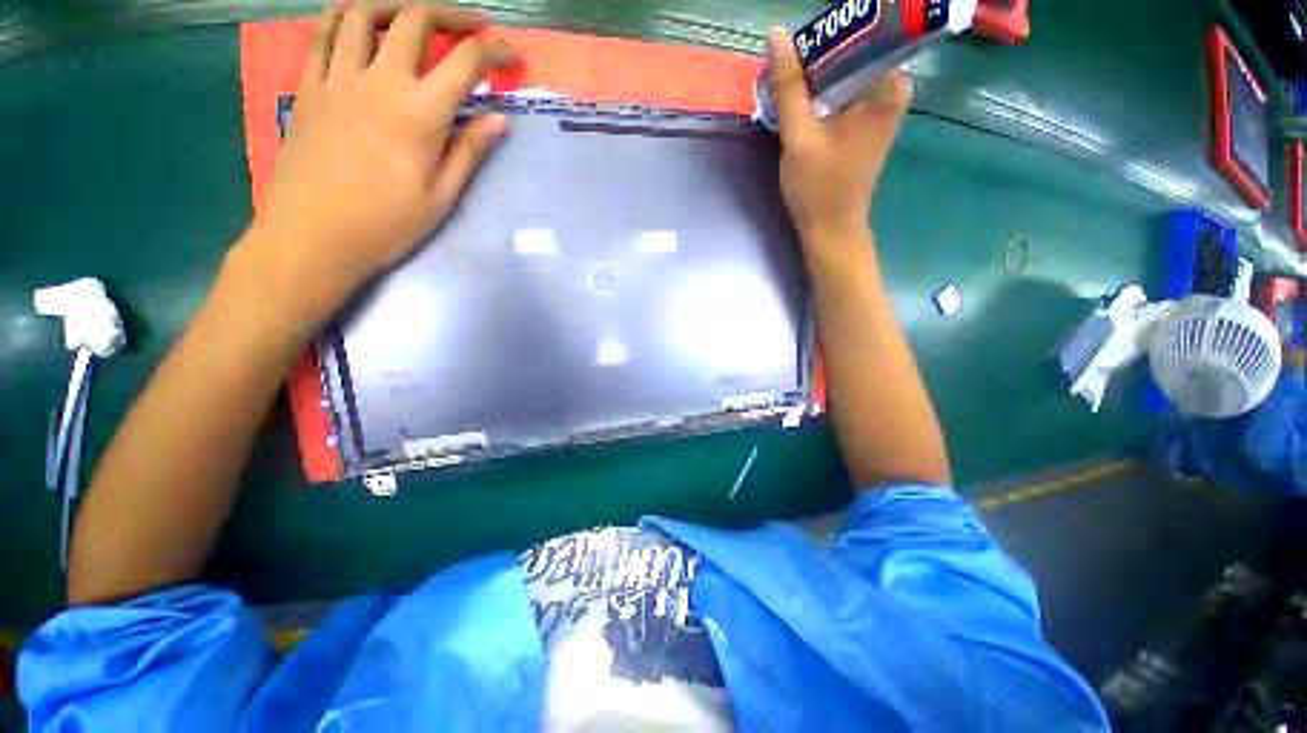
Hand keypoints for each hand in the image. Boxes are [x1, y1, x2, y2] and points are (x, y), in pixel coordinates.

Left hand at [241, 2, 518, 325]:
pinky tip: (357, 22)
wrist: (315, 236)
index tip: (509, 55)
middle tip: (468, 27)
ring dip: (395, 6)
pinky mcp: (309, 87)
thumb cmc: (387, 224)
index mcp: (420, 113)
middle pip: (415, 20)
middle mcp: (380, 81)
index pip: (465, 63)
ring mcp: (338, 78)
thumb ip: (469, 152)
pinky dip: (343, 16)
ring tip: (413, 19)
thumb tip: (500, 121)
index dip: (493, 52)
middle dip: (449, 15)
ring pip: (362, 13)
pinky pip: (321, 33)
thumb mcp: (442, 196)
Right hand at [765, 26, 909, 243]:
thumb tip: (776, 32)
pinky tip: (799, 104)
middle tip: (784, 70)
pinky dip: (820, 94)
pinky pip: (842, 91)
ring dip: (813, 77)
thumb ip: (789, 85)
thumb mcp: (799, 135)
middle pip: (852, 51)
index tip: (796, 49)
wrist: (831, 229)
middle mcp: (892, 88)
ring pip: (844, 71)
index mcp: (887, 85)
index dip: (826, 35)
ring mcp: (880, 105)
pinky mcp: (866, 120)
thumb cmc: (818, 187)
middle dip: (815, 58)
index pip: (863, 32)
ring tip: (786, 87)